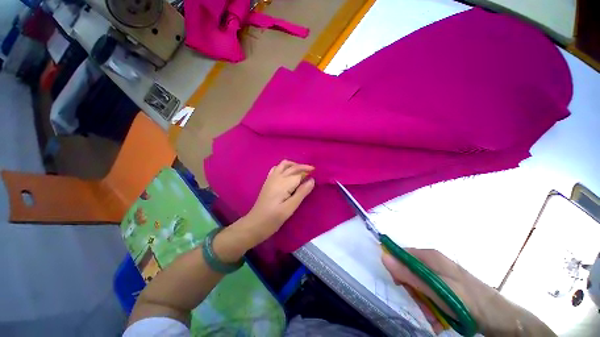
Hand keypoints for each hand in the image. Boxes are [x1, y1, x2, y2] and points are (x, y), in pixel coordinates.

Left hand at [242, 160, 314, 245]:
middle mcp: (277, 177)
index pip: (299, 173)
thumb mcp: (290, 208)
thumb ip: (301, 193)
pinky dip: (285, 167)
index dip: (308, 172)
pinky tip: (288, 174)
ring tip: (302, 171)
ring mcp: (271, 178)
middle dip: (303, 167)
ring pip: (284, 164)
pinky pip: (277, 168)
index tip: (317, 174)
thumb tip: (312, 180)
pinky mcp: (268, 181)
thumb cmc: (273, 218)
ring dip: (294, 165)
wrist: (255, 224)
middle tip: (313, 171)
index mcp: (283, 183)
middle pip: (292, 167)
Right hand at [382, 249, 553, 335]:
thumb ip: (409, 274)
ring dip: (423, 302)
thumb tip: (383, 256)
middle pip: (410, 271)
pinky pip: (430, 293)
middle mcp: (434, 262)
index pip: (401, 254)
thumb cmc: (469, 301)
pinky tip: (439, 318)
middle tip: (423, 306)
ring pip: (419, 285)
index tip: (399, 285)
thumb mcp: (436, 290)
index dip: (397, 268)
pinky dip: (431, 306)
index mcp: (430, 257)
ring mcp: (441, 274)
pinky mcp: (446, 286)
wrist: (501, 318)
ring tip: (434, 316)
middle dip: (413, 290)